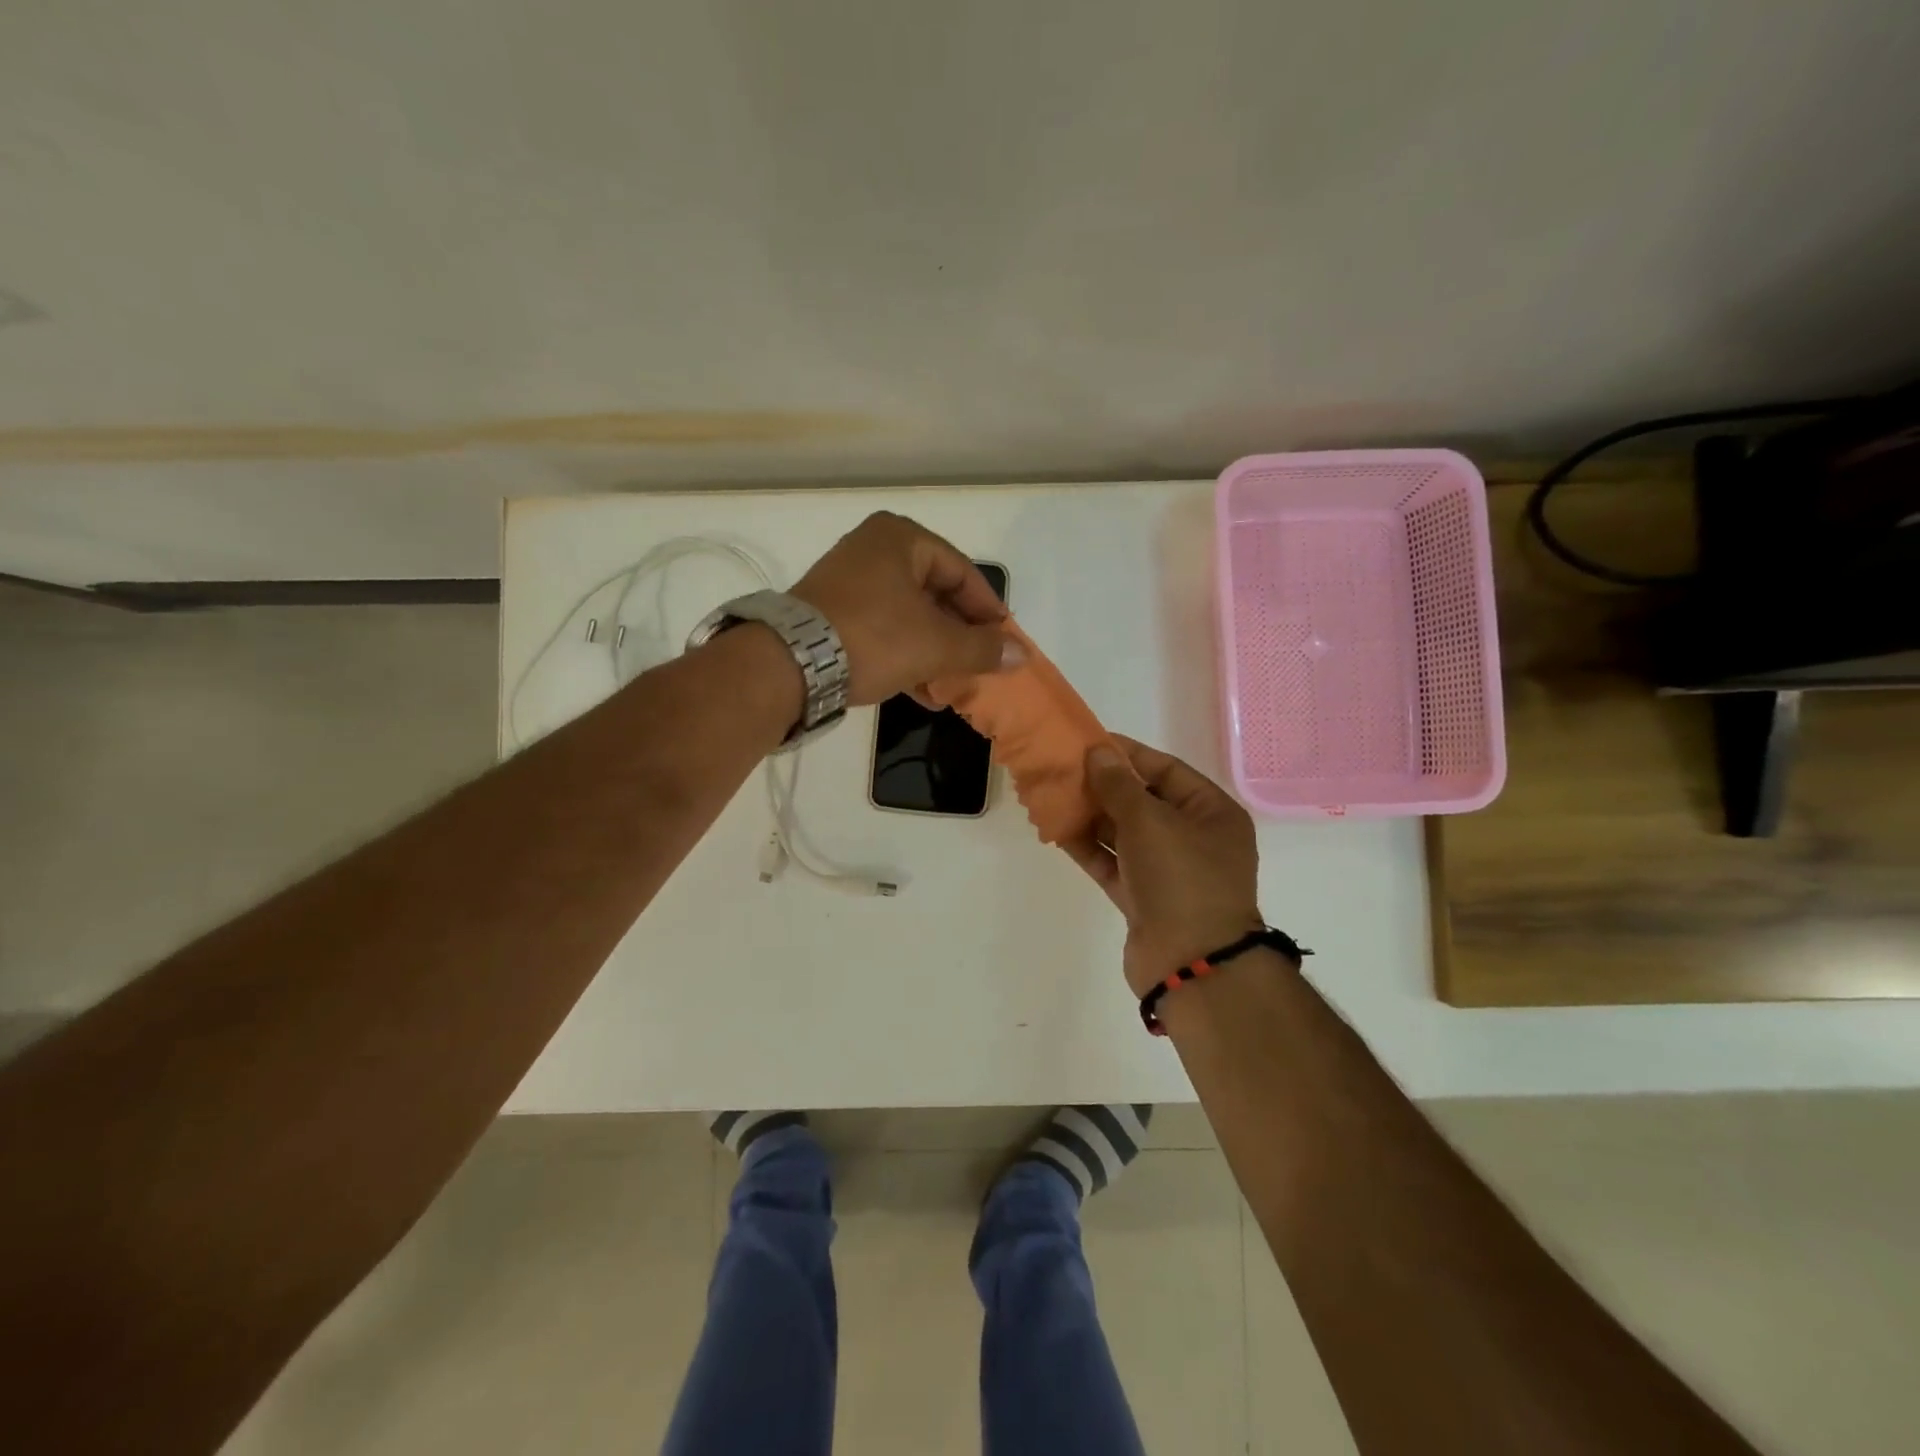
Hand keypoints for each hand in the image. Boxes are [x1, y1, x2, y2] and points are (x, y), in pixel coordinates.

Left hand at [793, 512, 1015, 704]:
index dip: (988, 610)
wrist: (789, 664)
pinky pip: (883, 630)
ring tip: (955, 684)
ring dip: (935, 652)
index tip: (1005, 641)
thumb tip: (1022, 655)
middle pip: (935, 593)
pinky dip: (906, 656)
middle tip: (981, 664)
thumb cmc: (874, 637)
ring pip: (909, 616)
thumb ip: (982, 649)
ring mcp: (848, 582)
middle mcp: (872, 549)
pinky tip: (924, 693)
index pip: (962, 572)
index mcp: (900, 538)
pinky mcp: (831, 614)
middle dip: (960, 635)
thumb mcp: (936, 645)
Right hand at [1066, 737, 1263, 996]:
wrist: (1190, 963)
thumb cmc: (1180, 877)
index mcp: (1212, 813)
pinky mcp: (1144, 899)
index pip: (1166, 770)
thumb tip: (1098, 751)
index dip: (1128, 754)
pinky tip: (1057, 831)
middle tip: (1063, 769)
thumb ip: (1118, 784)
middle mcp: (1194, 839)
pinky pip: (1113, 864)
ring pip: (1124, 835)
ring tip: (1053, 796)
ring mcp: (1168, 872)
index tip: (1089, 742)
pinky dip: (1088, 849)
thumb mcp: (1149, 820)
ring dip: (1091, 817)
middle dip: (1104, 786)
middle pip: (1143, 802)